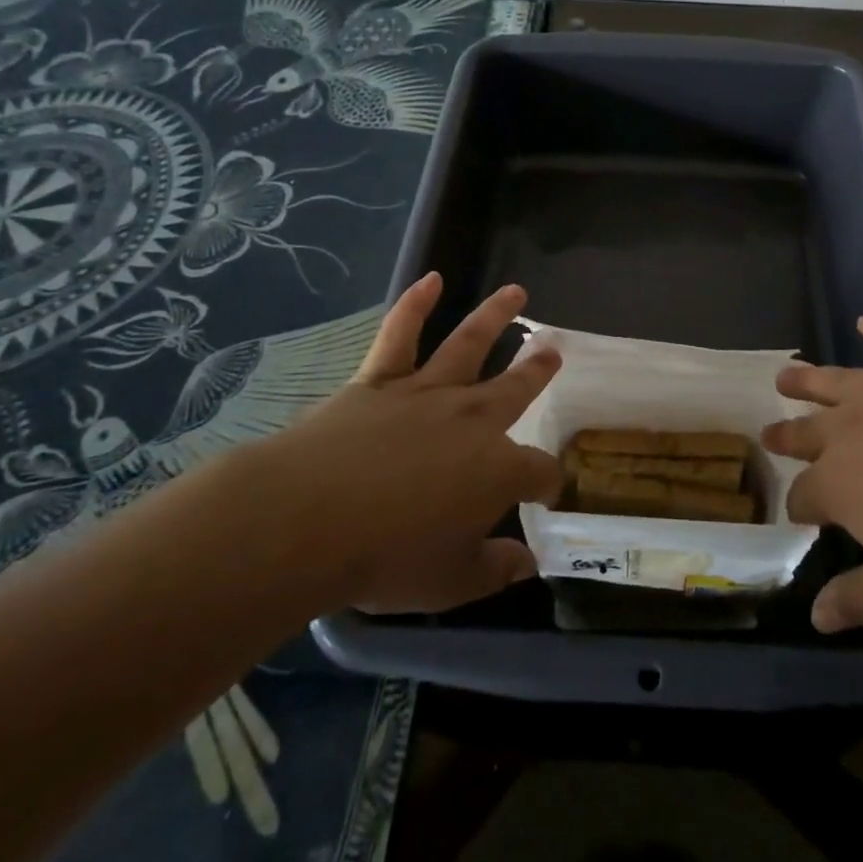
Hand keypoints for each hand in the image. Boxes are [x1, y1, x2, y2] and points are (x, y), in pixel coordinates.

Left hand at [261, 274, 562, 613]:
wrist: (308, 520)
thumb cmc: (386, 558)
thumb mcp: (450, 582)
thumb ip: (493, 570)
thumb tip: (527, 563)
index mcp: (496, 470)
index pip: (538, 471)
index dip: (548, 482)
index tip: (548, 492)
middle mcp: (471, 420)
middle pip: (515, 388)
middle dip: (537, 371)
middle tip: (554, 352)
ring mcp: (426, 392)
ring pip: (468, 344)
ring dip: (495, 316)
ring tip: (516, 292)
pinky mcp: (380, 380)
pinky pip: (401, 335)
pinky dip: (415, 304)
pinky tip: (431, 279)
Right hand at [764, 307, 862, 632]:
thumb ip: (858, 602)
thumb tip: (815, 615)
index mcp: (839, 484)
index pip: (804, 496)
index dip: (802, 508)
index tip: (806, 517)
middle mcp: (850, 428)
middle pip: (806, 432)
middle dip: (787, 437)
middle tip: (772, 436)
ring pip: (833, 380)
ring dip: (806, 380)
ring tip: (786, 377)